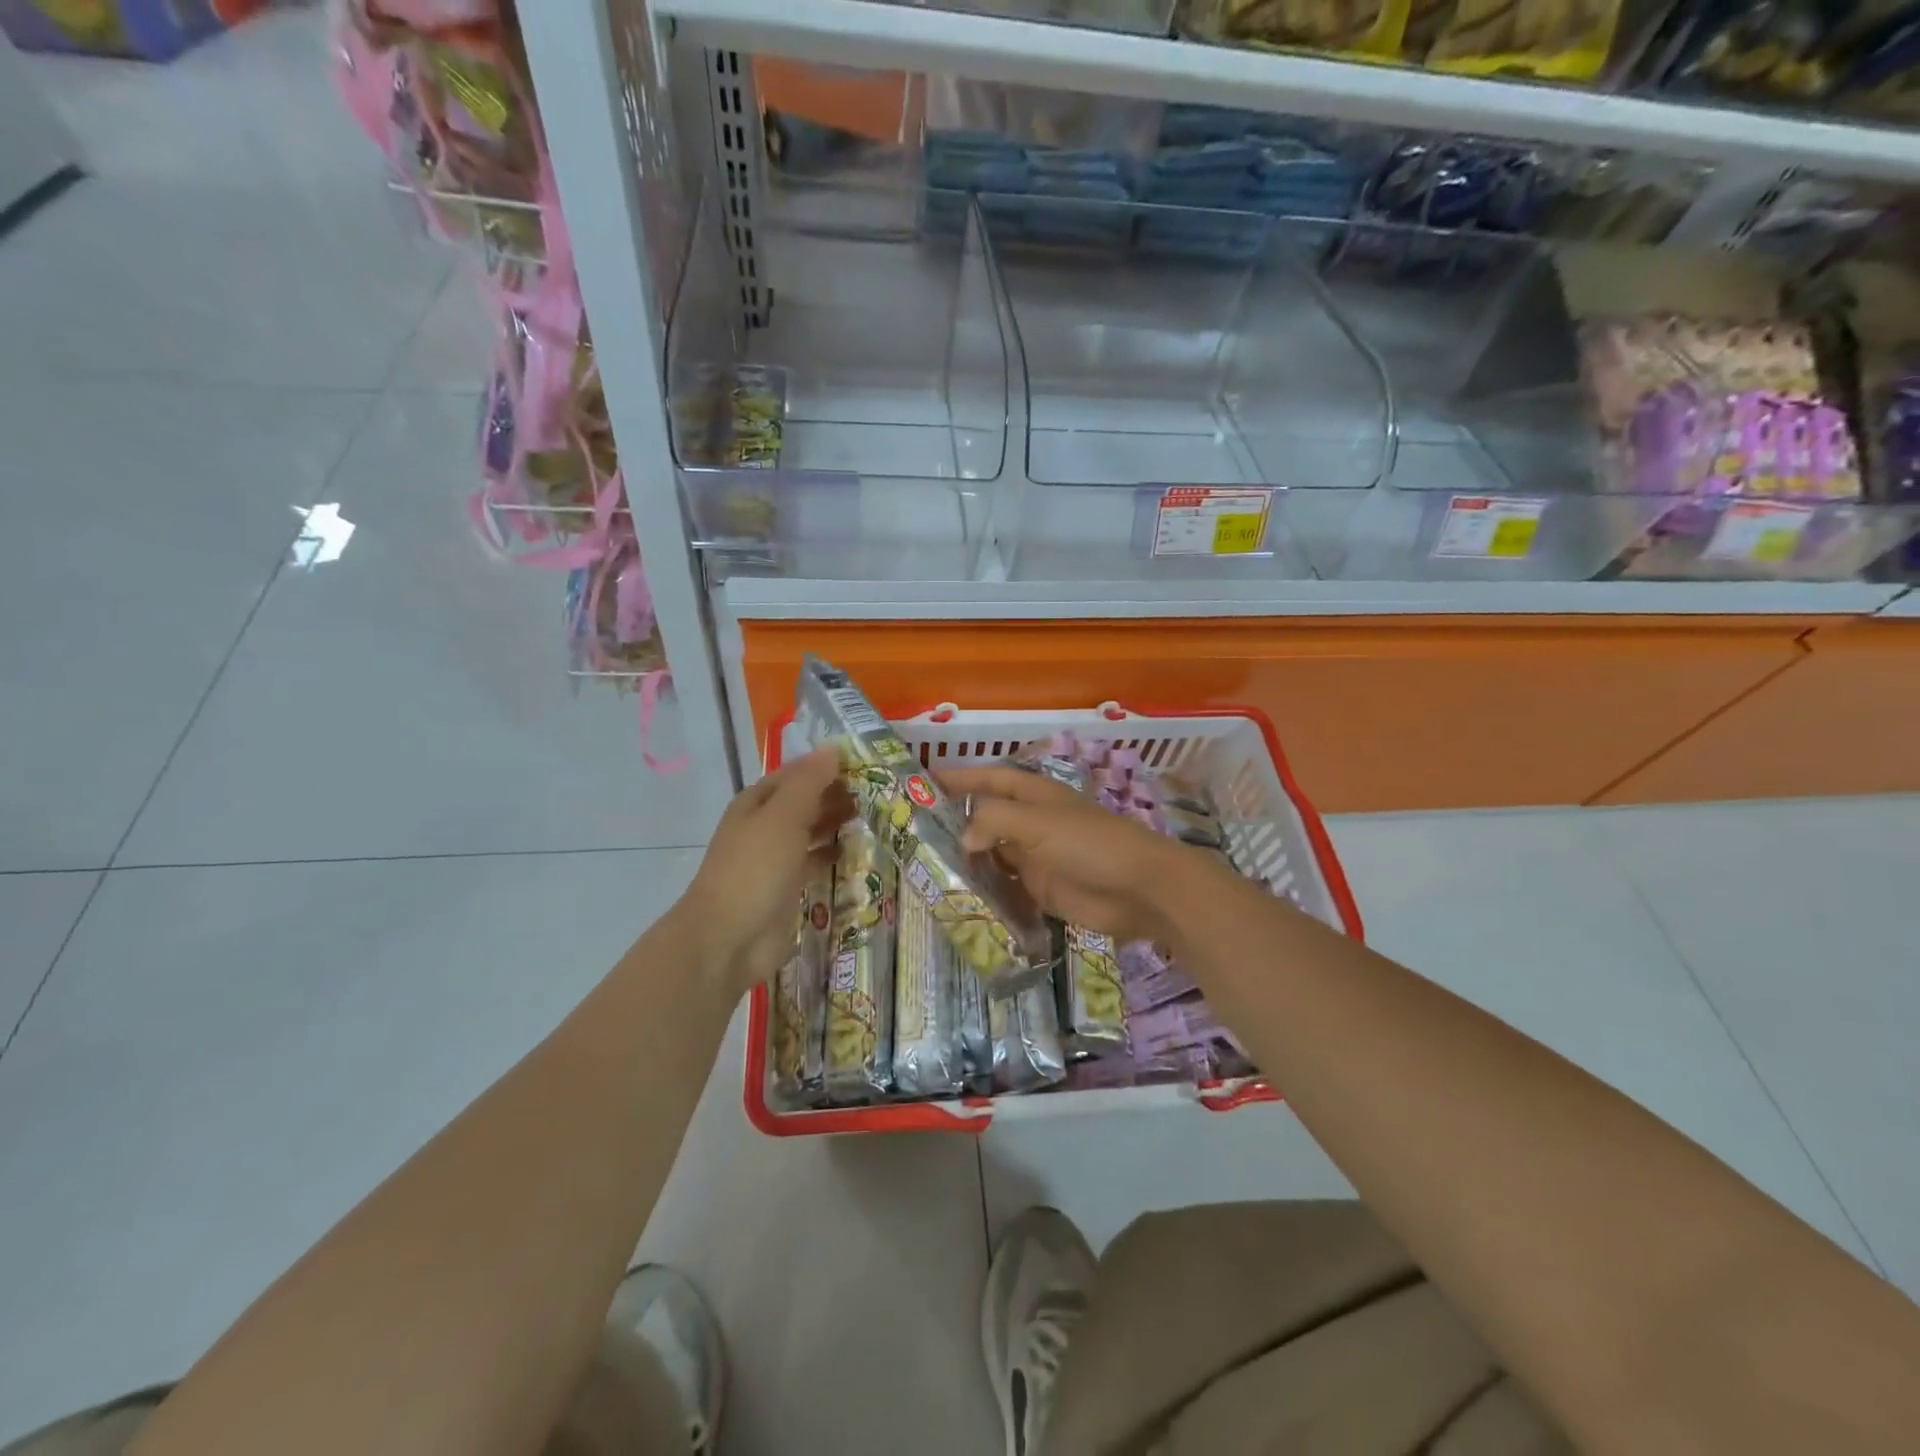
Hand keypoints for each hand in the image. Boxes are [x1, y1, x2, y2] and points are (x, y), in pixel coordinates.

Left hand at [678, 748, 850, 994]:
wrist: (729, 938)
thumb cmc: (755, 868)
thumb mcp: (784, 816)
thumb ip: (809, 782)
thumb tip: (833, 749)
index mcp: (757, 802)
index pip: (795, 774)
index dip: (825, 766)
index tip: (864, 764)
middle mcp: (764, 826)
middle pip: (803, 801)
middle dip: (834, 794)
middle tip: (876, 791)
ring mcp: (773, 858)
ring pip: (809, 831)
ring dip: (834, 823)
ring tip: (869, 816)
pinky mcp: (786, 888)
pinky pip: (812, 862)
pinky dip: (830, 854)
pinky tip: (852, 851)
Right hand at [940, 766, 1189, 944]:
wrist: (1139, 889)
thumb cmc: (1090, 843)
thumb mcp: (1037, 822)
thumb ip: (993, 821)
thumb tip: (962, 838)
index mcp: (1034, 795)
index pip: (989, 778)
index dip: (959, 777)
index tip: (922, 781)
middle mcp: (1031, 822)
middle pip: (986, 817)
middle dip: (954, 821)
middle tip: (912, 832)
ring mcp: (1035, 857)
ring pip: (992, 853)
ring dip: (965, 858)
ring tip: (924, 866)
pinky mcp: (1040, 889)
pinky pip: (1004, 886)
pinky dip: (983, 888)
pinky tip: (957, 895)